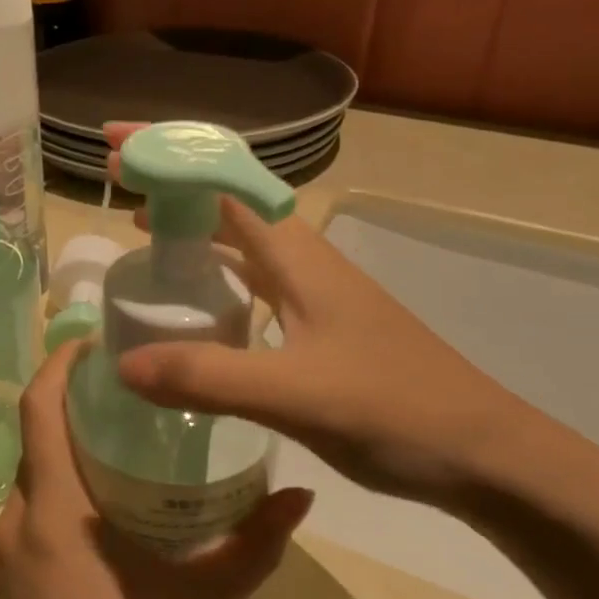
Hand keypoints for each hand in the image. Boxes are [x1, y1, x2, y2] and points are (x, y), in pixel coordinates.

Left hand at [0, 342, 312, 598]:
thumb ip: (252, 545)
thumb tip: (302, 495)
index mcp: (55, 508)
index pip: (39, 408)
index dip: (59, 364)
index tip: (93, 341)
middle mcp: (19, 520)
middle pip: (35, 439)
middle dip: (72, 406)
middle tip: (126, 391)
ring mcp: (6, 556)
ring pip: (31, 480)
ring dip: (65, 454)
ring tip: (118, 445)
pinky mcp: (8, 586)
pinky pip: (29, 518)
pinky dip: (57, 495)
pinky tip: (99, 514)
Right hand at [105, 123, 550, 504]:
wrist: (483, 453)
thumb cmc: (395, 410)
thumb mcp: (294, 394)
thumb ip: (208, 377)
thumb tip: (121, 362)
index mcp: (297, 253)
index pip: (223, 180)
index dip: (169, 154)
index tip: (115, 145)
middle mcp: (303, 258)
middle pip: (228, 198)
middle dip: (171, 181)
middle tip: (114, 180)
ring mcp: (313, 291)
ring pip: (240, 239)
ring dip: (191, 225)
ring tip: (139, 231)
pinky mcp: (317, 323)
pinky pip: (251, 279)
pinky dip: (212, 273)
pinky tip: (193, 302)